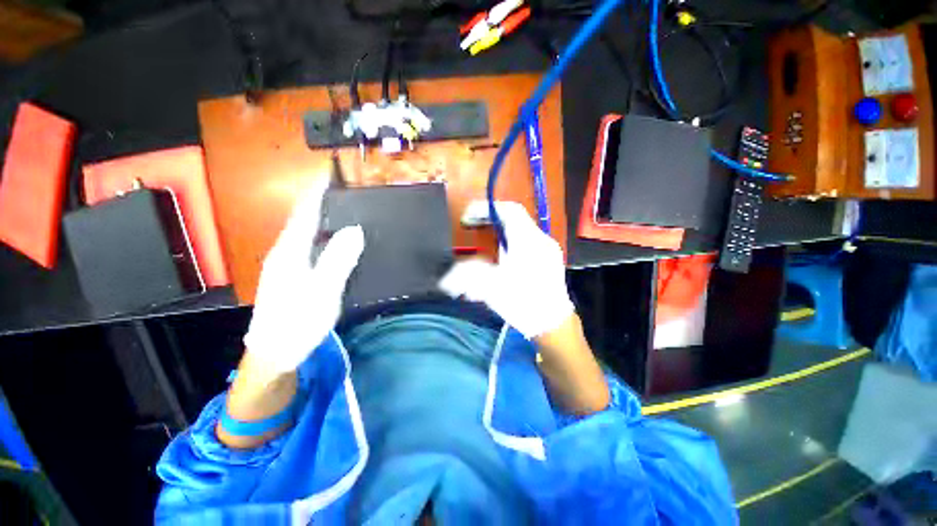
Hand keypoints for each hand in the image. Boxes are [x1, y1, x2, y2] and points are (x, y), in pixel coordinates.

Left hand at [243, 179, 364, 374]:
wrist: (274, 353)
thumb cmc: (298, 322)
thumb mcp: (323, 290)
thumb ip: (338, 259)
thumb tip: (354, 230)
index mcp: (290, 251)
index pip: (305, 213)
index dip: (317, 193)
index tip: (331, 175)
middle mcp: (285, 253)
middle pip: (304, 220)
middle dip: (322, 203)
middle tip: (347, 193)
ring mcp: (287, 265)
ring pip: (306, 234)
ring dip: (324, 220)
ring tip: (346, 211)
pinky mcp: (293, 276)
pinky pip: (310, 248)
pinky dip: (324, 238)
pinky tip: (337, 242)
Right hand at [439, 202, 573, 338]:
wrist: (553, 324)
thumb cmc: (523, 303)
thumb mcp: (492, 288)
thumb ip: (468, 276)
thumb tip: (446, 279)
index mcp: (527, 241)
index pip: (509, 210)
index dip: (486, 209)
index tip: (468, 216)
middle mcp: (540, 240)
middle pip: (514, 219)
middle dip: (490, 220)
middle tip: (472, 226)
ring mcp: (548, 249)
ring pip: (520, 231)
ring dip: (499, 233)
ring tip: (483, 243)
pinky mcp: (550, 260)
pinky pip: (527, 242)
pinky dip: (510, 243)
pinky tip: (502, 258)